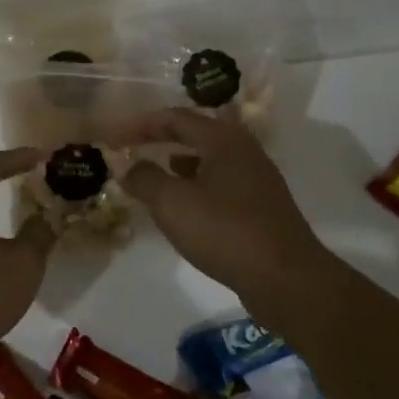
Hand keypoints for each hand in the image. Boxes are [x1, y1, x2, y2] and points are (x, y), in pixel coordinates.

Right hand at [112, 108, 329, 303]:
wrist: (286, 280)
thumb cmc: (225, 232)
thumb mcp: (172, 203)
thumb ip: (144, 178)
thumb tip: (127, 166)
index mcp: (223, 140)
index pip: (175, 118)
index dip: (139, 125)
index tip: (112, 139)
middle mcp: (244, 151)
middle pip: (196, 133)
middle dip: (161, 138)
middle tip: (133, 147)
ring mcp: (256, 180)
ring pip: (209, 158)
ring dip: (179, 161)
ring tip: (154, 172)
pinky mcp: (261, 207)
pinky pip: (220, 183)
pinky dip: (195, 184)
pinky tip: (184, 204)